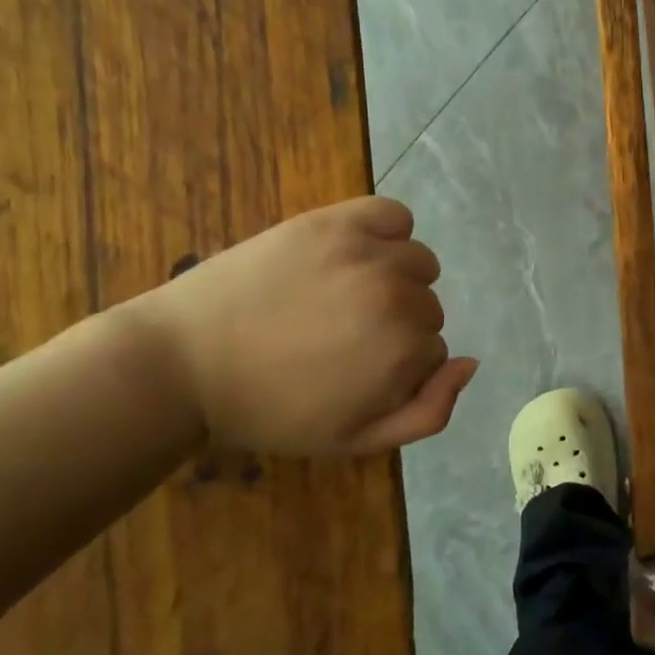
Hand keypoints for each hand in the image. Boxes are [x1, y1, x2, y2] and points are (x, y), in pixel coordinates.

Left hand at [132, 197, 476, 455]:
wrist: (184, 364)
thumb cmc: (270, 410)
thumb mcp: (355, 439)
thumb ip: (428, 412)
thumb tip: (471, 362)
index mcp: (403, 351)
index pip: (435, 351)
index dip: (398, 367)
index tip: (355, 372)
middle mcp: (396, 296)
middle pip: (429, 307)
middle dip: (397, 325)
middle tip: (341, 337)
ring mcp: (367, 253)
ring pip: (419, 263)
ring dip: (395, 279)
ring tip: (342, 296)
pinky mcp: (336, 221)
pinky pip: (395, 215)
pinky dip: (387, 231)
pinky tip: (356, 252)